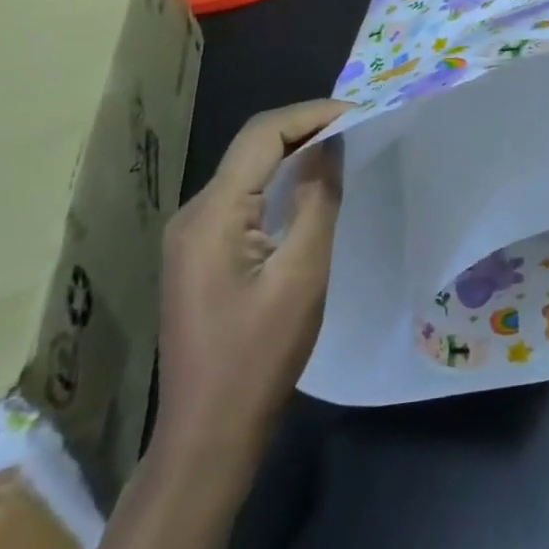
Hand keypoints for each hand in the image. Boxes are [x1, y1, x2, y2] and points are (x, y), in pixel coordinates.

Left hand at [154, 99, 348, 465]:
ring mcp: (191, 235)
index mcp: (212, 215)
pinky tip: (308, 185)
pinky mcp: (199, 253)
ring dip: (292, 150)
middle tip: (356, 126)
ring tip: (341, 146)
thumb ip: (318, 200)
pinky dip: (278, 178)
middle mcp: (193, 214)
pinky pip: (242, 195)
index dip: (311, 114)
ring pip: (247, 168)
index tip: (358, 113)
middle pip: (251, 146)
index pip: (262, 135)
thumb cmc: (258, 356)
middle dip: (304, 126)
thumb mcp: (302, 274)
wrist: (207, 436)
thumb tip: (331, 144)